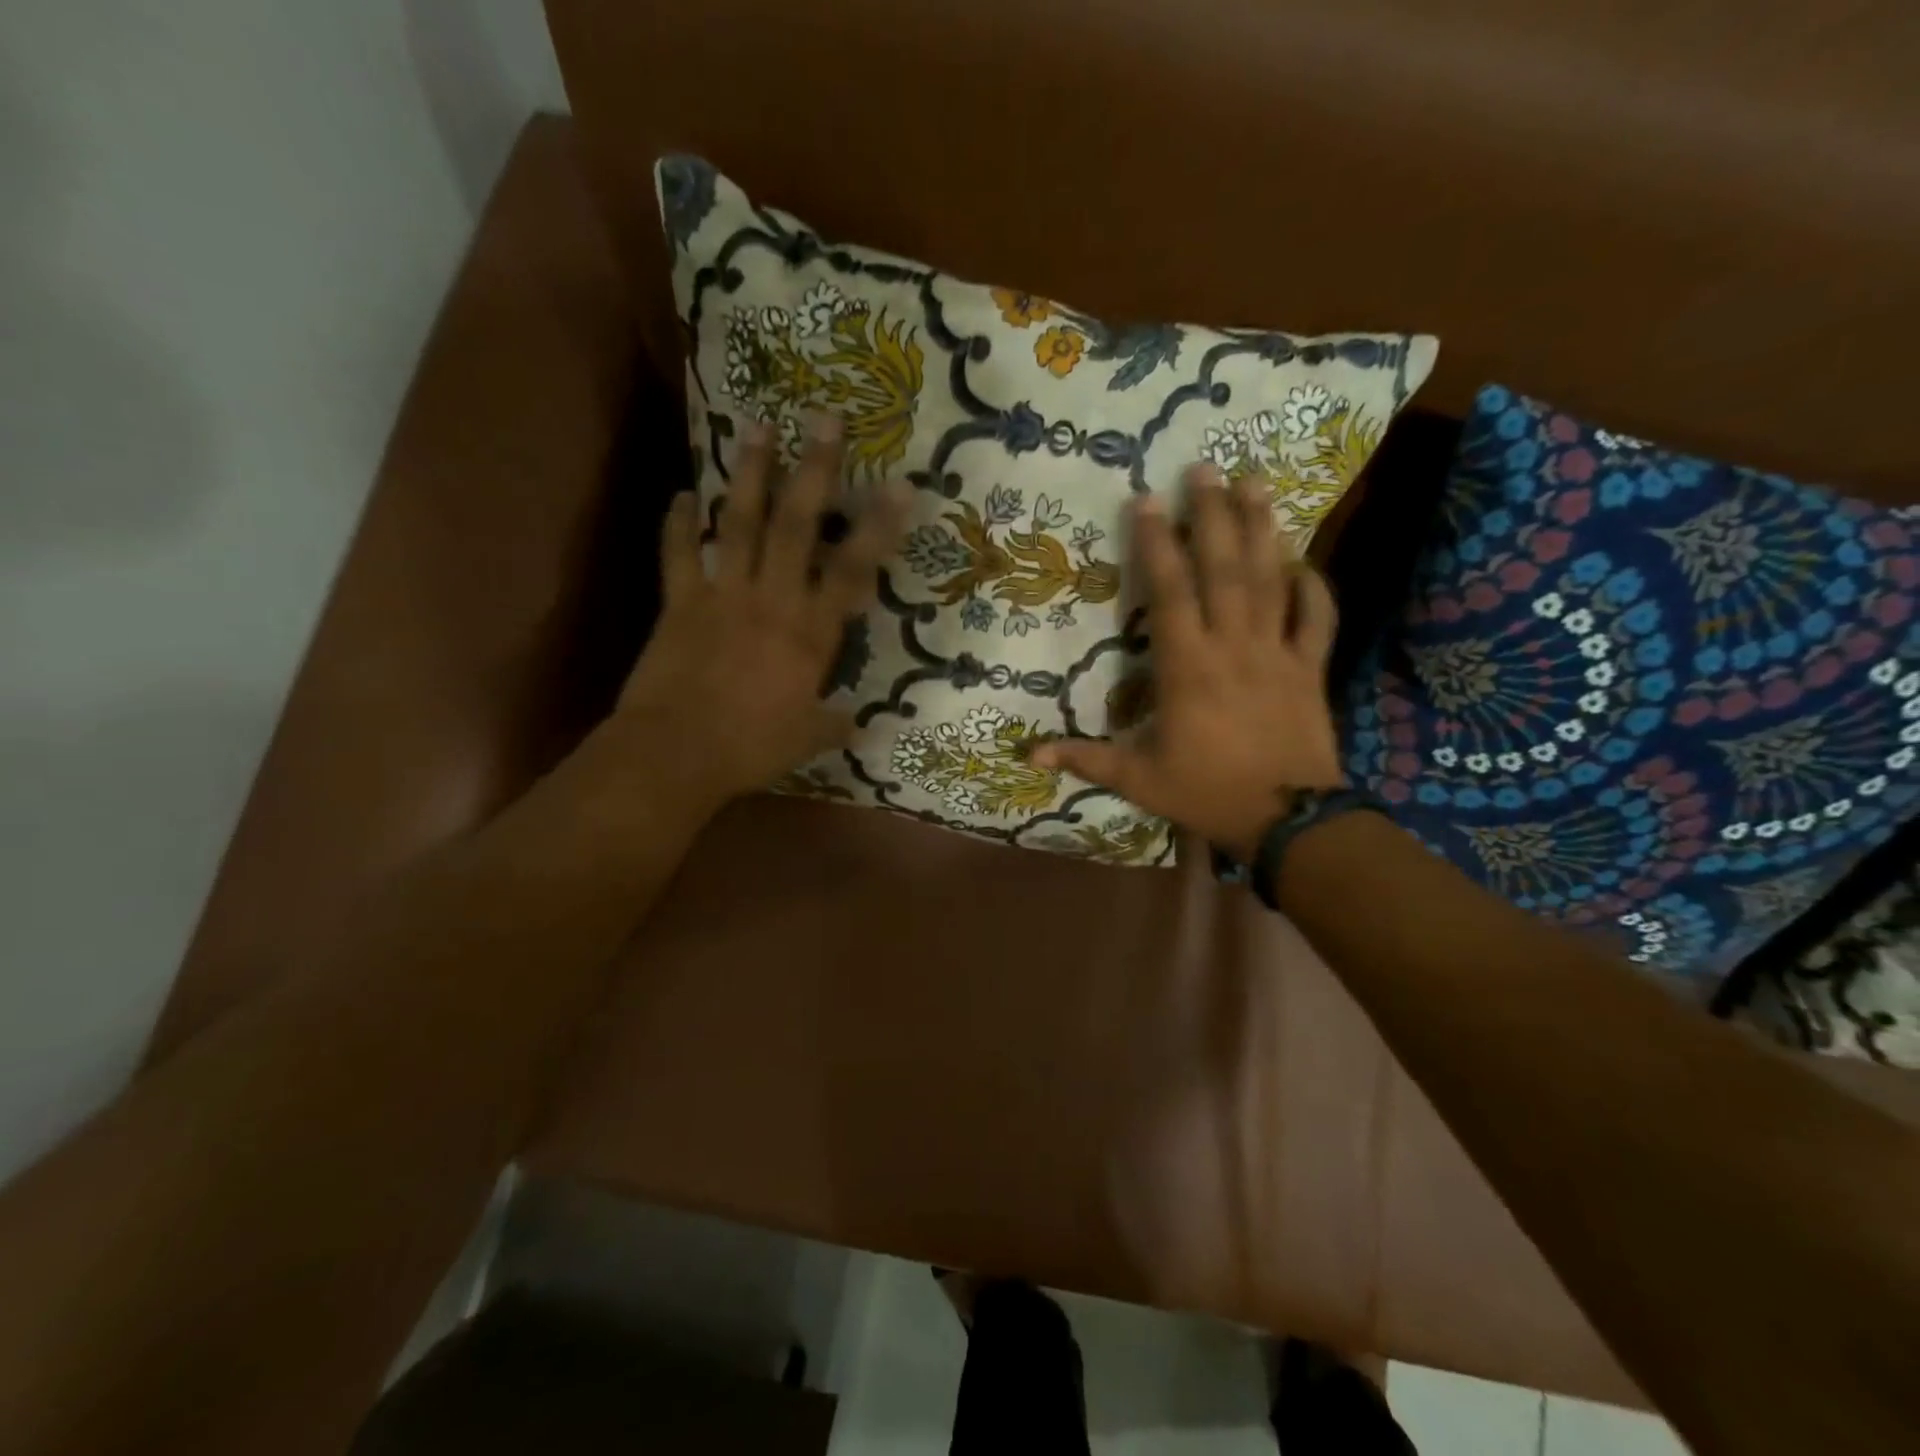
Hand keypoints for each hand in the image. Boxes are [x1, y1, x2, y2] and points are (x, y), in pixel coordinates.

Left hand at [615, 417, 907, 813]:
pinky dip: (678, 524)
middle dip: (815, 470)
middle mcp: (771, 600)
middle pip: (797, 525)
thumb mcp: (806, 741)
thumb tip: (864, 730)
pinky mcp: (679, 602)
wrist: (674, 753)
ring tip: (758, 426)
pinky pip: (679, 554)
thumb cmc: (750, 747)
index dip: (879, 528)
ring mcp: (722, 595)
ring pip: (739, 523)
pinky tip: (680, 493)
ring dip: (750, 474)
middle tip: (824, 418)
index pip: (853, 571)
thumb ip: (835, 726)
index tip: (900, 486)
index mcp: (810, 633)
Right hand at [1032, 466, 1343, 859]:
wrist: (1288, 819)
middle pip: (1223, 569)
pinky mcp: (1311, 667)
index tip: (1147, 500)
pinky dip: (1312, 585)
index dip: (1157, 544)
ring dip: (1261, 528)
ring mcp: (1278, 652)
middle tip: (1204, 468)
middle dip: (1212, 515)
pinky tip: (1302, 558)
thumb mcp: (1137, 779)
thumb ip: (1085, 759)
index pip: (1169, 592)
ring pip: (1270, 579)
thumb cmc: (1206, 792)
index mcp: (1187, 666)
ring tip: (1254, 483)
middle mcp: (1232, 645)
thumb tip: (1027, 757)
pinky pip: (1316, 617)